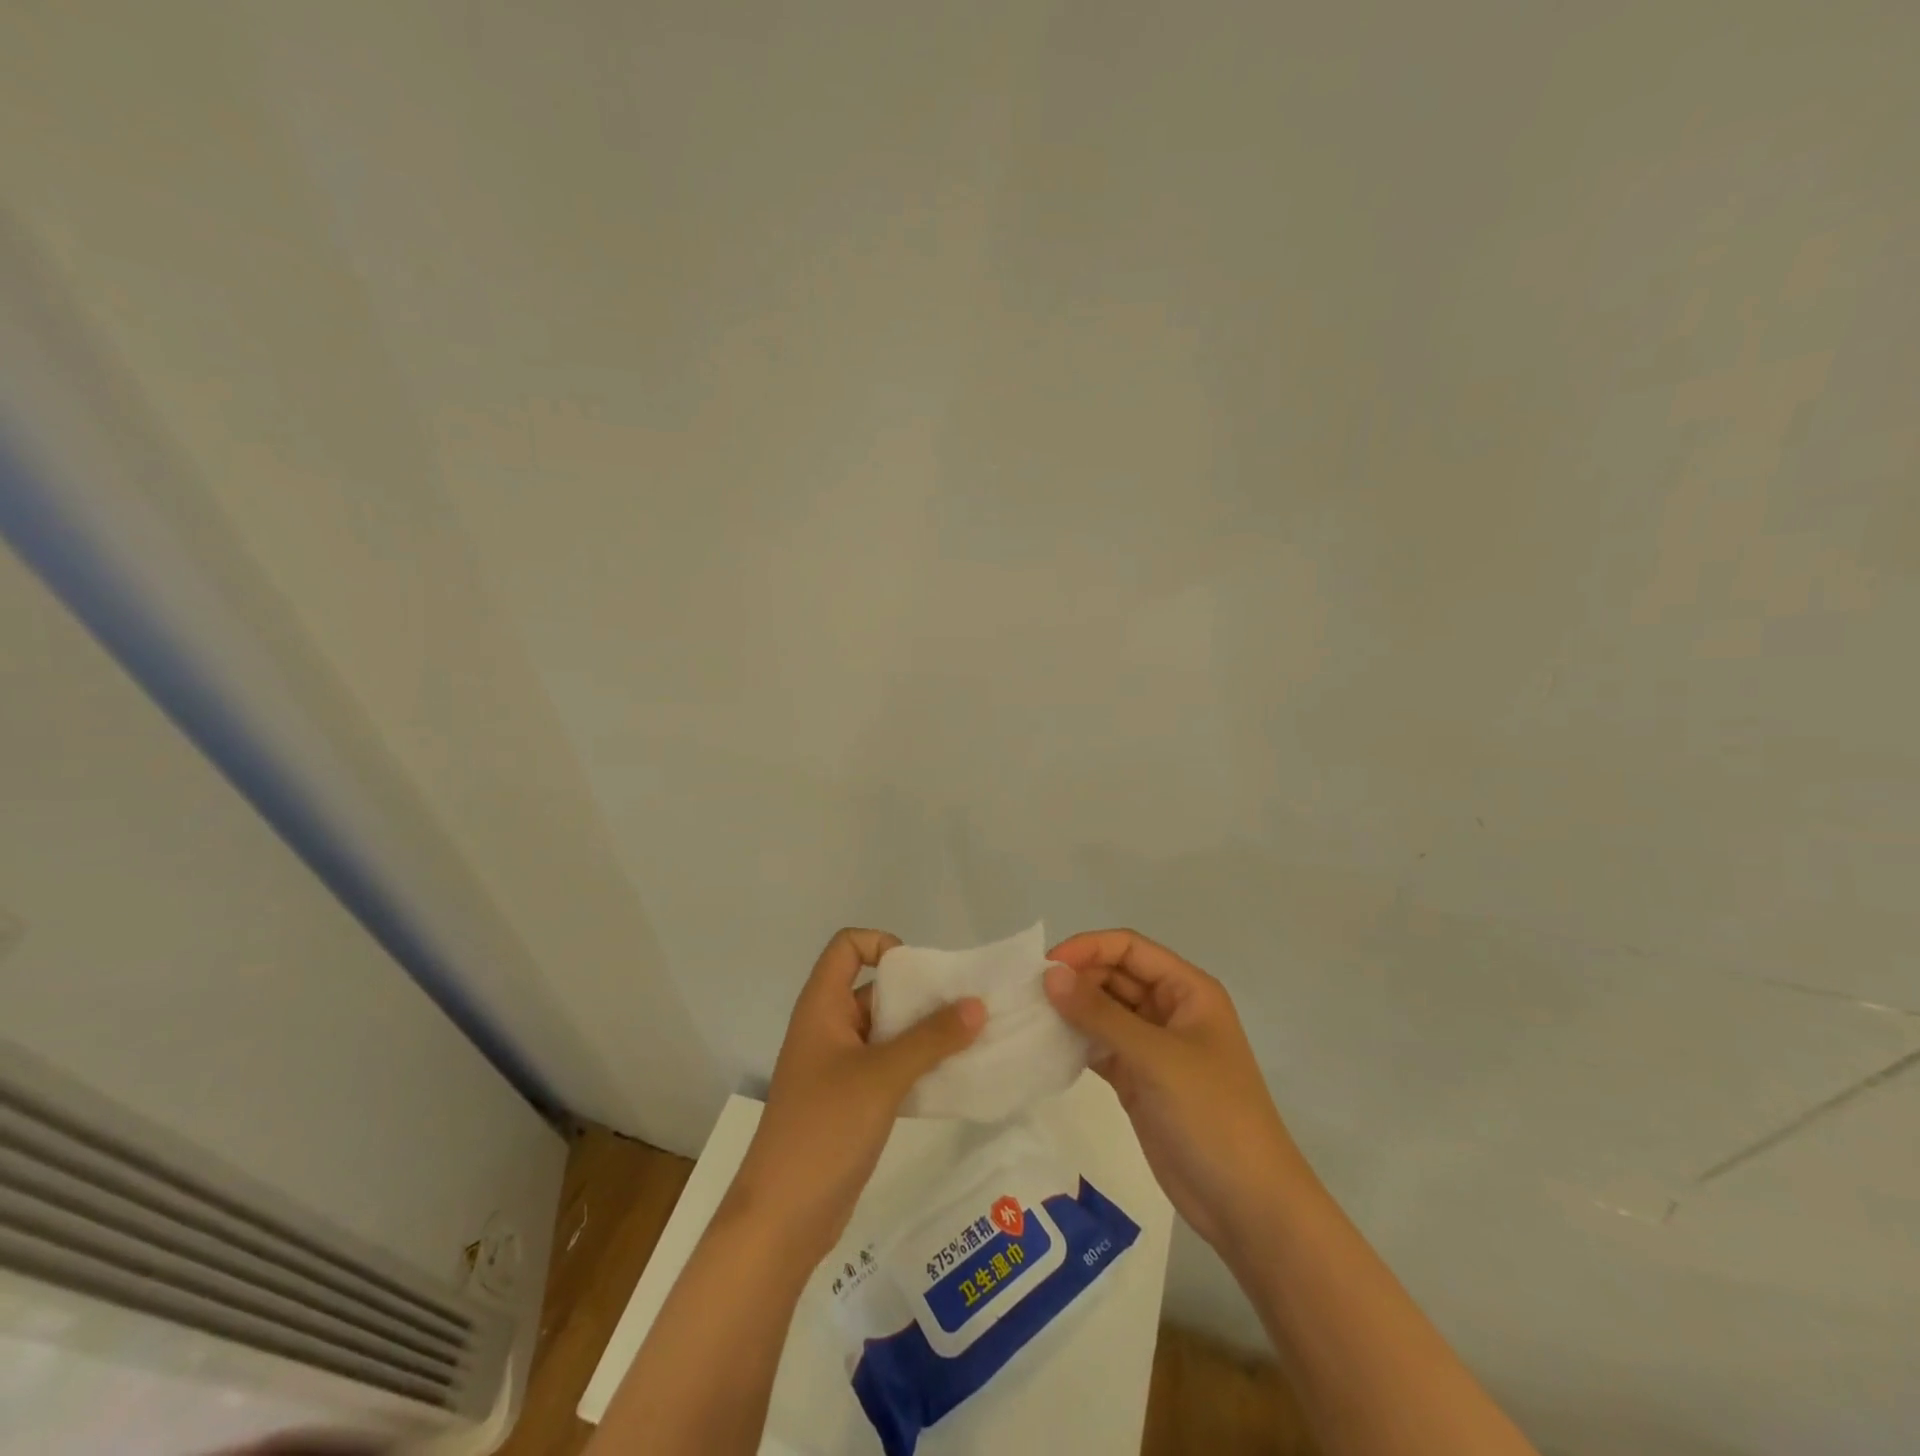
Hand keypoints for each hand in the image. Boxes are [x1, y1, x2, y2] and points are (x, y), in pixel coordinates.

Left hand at [731, 929, 984, 1260]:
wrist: (782, 1219)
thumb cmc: (825, 1130)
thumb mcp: (882, 1077)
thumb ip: (931, 1039)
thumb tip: (976, 1004)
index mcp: (822, 1007)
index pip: (847, 947)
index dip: (881, 945)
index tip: (920, 974)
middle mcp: (828, 1028)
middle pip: (875, 989)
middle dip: (919, 994)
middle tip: (966, 1008)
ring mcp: (838, 1067)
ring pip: (886, 1031)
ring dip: (924, 1033)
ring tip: (970, 1041)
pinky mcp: (851, 1101)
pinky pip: (889, 1066)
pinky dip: (917, 1064)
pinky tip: (951, 1078)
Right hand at [1044, 929, 1299, 1258]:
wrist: (1247, 1206)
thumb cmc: (1212, 1115)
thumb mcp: (1156, 1057)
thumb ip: (1100, 1013)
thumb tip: (1050, 974)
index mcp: (1187, 990)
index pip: (1129, 948)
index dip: (1087, 948)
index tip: (1045, 967)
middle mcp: (1169, 1010)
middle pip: (1114, 976)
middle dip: (1075, 979)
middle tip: (1029, 995)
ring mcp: (1153, 1047)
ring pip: (1104, 1012)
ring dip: (1072, 1011)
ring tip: (1029, 1017)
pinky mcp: (1138, 1080)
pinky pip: (1100, 1047)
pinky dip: (1075, 1043)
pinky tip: (1046, 1047)